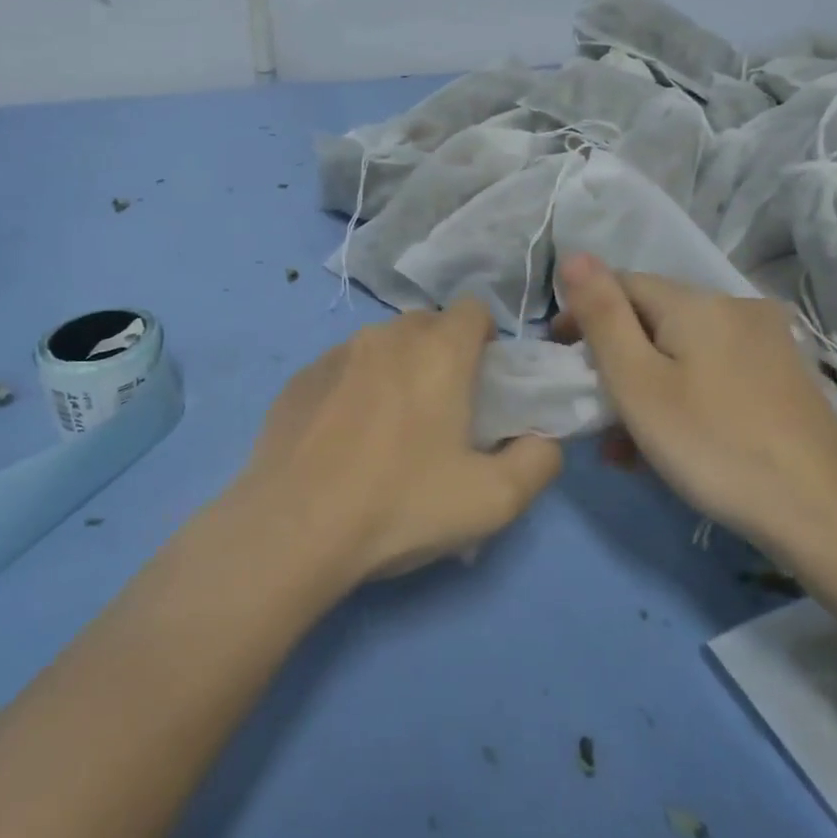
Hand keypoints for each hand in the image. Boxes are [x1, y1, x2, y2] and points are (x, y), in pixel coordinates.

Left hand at [237, 300, 562, 582]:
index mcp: (437, 351)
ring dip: (395, 369)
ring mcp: (334, 354)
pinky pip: (340, 368)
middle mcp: (385, 337)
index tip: (484, 381)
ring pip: (380, 344)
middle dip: (442, 352)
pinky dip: (353, 388)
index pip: (474, 309)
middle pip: (426, 324)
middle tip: (442, 409)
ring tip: (388, 428)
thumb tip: (542, 439)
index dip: (486, 338)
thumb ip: (539, 461)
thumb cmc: (401, 505)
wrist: (294, 528)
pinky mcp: (298, 379)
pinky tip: (343, 439)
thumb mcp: (494, 500)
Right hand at [553, 254, 836, 548]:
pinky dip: (683, 397)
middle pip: (653, 321)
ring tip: (624, 448)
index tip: (562, 360)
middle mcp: (736, 308)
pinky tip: (671, 444)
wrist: (825, 512)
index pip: (622, 285)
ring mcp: (766, 343)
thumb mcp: (637, 382)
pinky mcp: (783, 378)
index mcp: (698, 302)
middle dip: (615, 361)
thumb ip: (602, 316)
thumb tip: (575, 256)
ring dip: (645, 388)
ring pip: (683, 352)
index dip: (584, 315)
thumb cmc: (713, 444)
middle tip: (592, 416)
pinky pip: (713, 373)